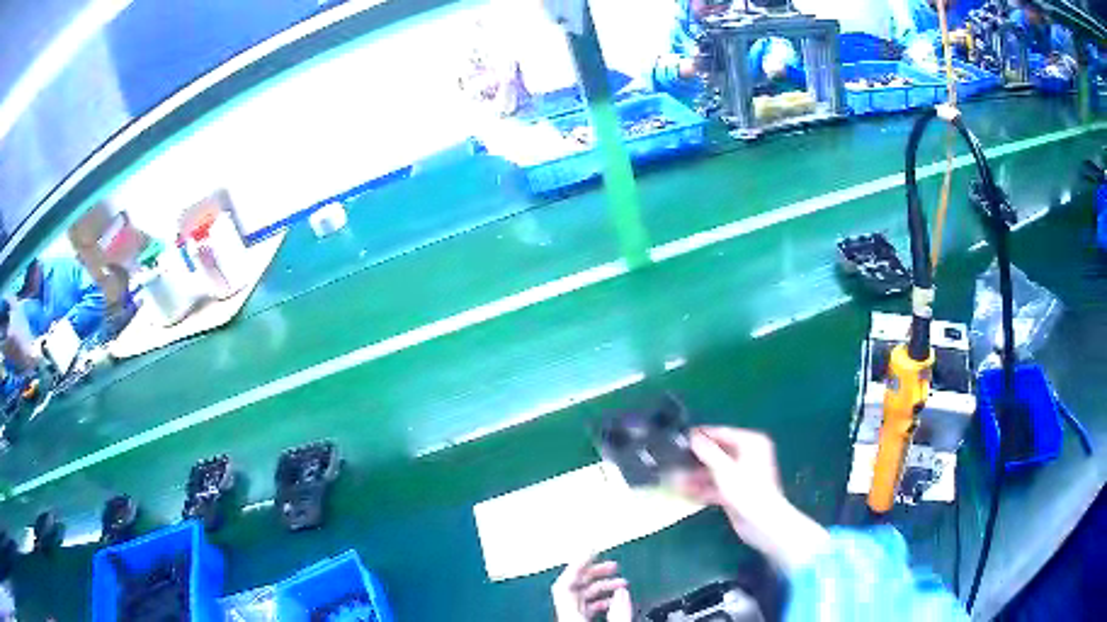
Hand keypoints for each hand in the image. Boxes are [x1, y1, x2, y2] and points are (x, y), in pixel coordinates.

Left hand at [552, 555, 632, 621]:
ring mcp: (570, 618)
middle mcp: (565, 614)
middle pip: (574, 586)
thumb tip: (622, 592)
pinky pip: (584, 607)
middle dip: (595, 572)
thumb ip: (618, 609)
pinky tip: (612, 600)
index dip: (577, 563)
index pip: (565, 581)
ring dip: (600, 586)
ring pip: (581, 596)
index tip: (591, 550)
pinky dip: (599, 599)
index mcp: (568, 613)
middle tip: (613, 565)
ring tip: (620, 583)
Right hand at [678, 427, 828, 571]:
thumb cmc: (746, 490)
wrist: (761, 522)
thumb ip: (707, 451)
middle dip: (696, 459)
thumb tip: (693, 436)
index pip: (722, 433)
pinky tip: (684, 491)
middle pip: (717, 452)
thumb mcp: (724, 469)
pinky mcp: (735, 491)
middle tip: (674, 460)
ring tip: (674, 478)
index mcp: (750, 443)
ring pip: (714, 470)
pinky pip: (715, 485)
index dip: (701, 435)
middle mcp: (747, 455)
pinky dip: (702, 488)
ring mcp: (741, 474)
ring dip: (695, 475)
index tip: (680, 438)